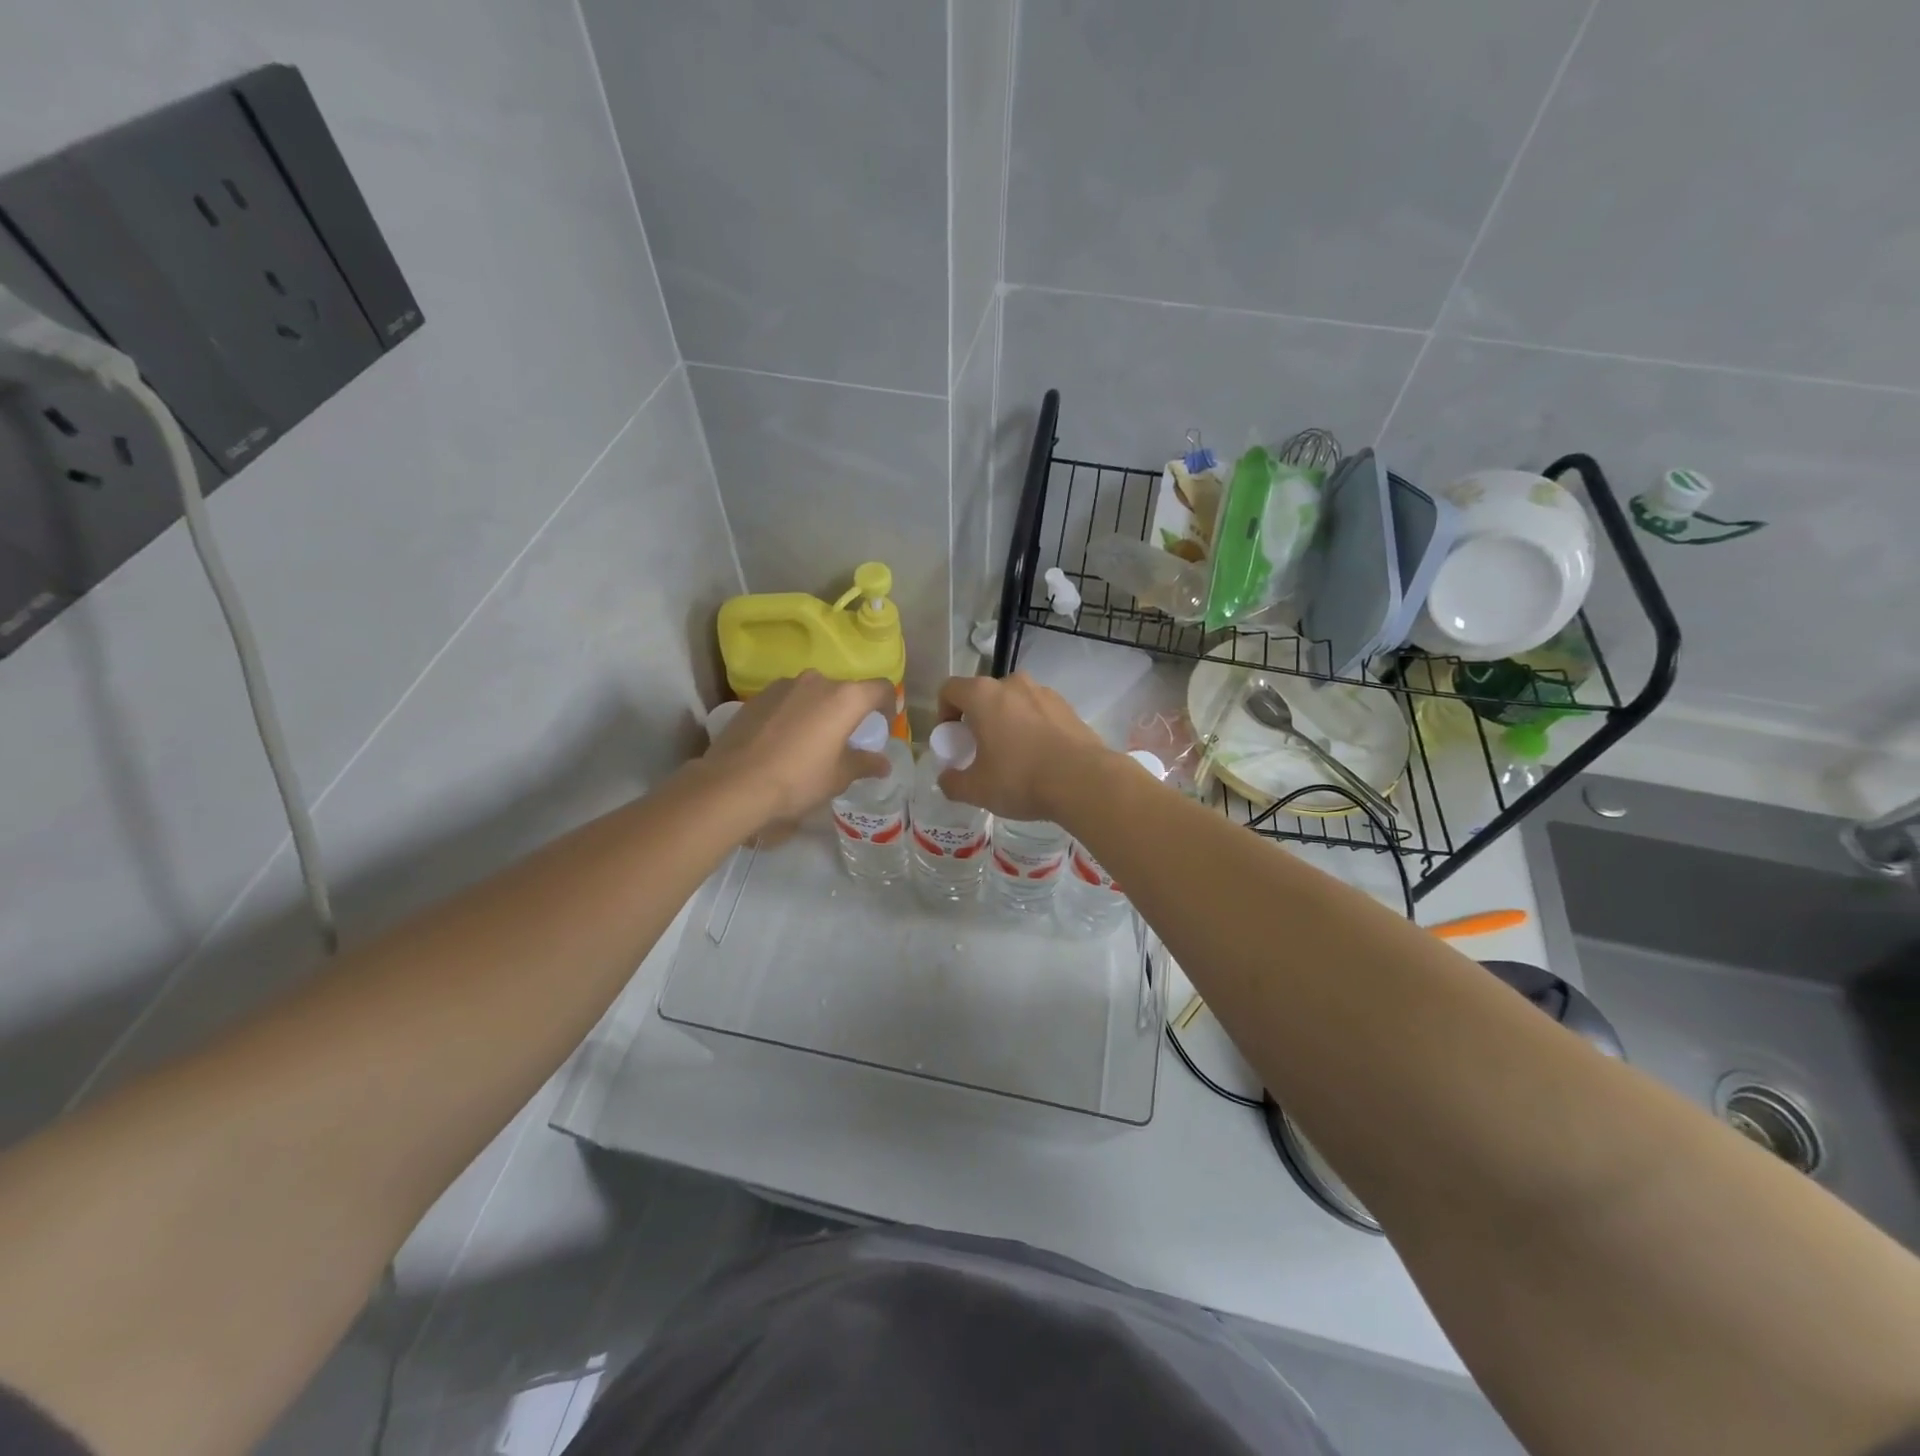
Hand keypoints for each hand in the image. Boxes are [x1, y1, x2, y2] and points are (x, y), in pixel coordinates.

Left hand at [702, 673, 893, 831]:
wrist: (734, 783)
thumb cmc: (798, 779)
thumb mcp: (838, 776)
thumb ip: (864, 764)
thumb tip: (883, 764)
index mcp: (845, 698)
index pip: (881, 689)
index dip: (888, 706)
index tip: (882, 726)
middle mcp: (817, 681)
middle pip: (845, 690)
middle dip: (850, 712)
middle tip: (845, 739)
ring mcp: (784, 685)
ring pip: (813, 693)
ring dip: (819, 711)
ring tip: (811, 741)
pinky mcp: (758, 696)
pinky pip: (787, 701)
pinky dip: (793, 714)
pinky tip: (783, 742)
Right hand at [934, 673, 1109, 820]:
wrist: (1084, 780)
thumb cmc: (1021, 778)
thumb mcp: (977, 790)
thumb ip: (953, 783)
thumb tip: (947, 778)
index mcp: (983, 695)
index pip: (949, 690)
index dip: (943, 713)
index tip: (952, 740)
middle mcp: (1013, 684)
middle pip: (983, 694)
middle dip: (976, 719)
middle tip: (980, 750)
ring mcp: (1044, 692)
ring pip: (1013, 702)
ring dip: (1006, 721)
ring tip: (1013, 755)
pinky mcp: (1067, 706)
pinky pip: (1038, 712)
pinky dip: (1032, 727)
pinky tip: (1040, 757)